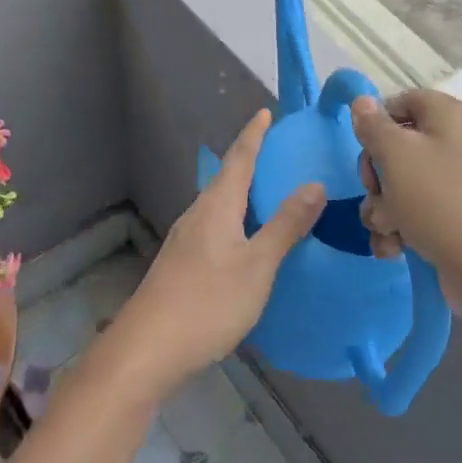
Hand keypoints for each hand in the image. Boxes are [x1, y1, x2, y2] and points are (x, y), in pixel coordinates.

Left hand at [105, 110, 324, 399]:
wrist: (147, 350)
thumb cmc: (207, 302)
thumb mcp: (257, 265)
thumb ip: (285, 225)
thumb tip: (314, 184)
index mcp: (216, 206)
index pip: (238, 158)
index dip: (253, 134)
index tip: (264, 112)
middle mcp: (198, 214)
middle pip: (226, 177)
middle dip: (249, 160)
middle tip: (277, 151)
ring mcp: (185, 240)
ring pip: (218, 204)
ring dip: (241, 191)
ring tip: (267, 192)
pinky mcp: (181, 264)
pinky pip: (214, 226)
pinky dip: (235, 219)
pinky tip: (245, 239)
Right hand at [351, 90, 461, 322]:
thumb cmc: (442, 201)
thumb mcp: (397, 156)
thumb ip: (373, 126)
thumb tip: (362, 101)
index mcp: (451, 116)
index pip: (402, 102)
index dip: (376, 123)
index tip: (364, 149)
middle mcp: (458, 143)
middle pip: (398, 146)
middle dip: (376, 175)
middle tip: (376, 194)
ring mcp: (459, 183)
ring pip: (401, 184)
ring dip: (383, 209)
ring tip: (388, 231)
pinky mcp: (456, 218)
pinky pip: (417, 212)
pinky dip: (400, 229)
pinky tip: (395, 249)